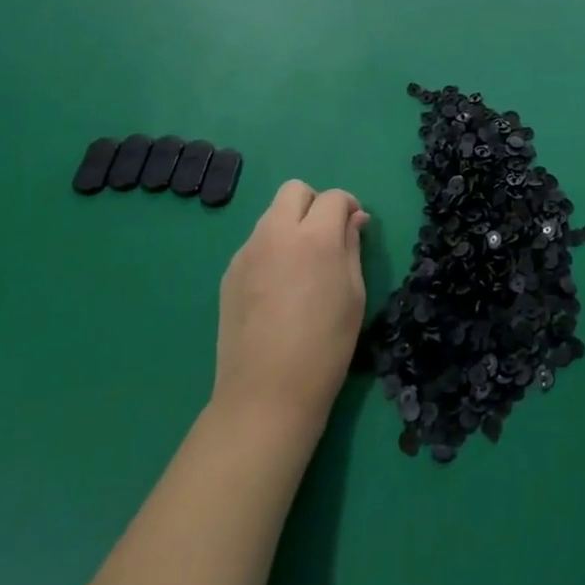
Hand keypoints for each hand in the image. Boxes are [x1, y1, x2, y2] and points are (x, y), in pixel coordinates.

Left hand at [212, 180, 369, 443]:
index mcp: (315, 237)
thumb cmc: (326, 346)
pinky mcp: (230, 272)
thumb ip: (352, 247)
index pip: (333, 197)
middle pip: (294, 190)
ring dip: (291, 225)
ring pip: (272, 215)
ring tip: (301, 266)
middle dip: (314, 203)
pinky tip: (278, 288)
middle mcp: (277, 233)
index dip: (349, 207)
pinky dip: (271, 249)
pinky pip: (256, 243)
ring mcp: (248, 251)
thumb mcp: (353, 294)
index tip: (355, 227)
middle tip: (326, 237)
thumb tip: (354, 219)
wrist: (267, 394)